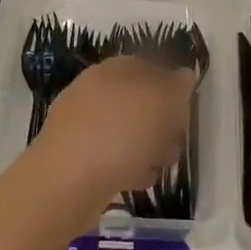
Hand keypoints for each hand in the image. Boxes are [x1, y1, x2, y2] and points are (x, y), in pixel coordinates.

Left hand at [32, 56, 197, 199]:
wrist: (65, 183)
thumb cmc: (118, 134)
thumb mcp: (159, 102)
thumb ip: (176, 87)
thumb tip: (184, 74)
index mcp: (108, 73)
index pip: (143, 66)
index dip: (168, 82)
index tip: (185, 105)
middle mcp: (90, 95)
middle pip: (135, 101)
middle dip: (162, 120)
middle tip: (177, 138)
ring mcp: (80, 128)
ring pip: (125, 131)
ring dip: (149, 146)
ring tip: (164, 164)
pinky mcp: (76, 160)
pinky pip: (111, 158)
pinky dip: (129, 166)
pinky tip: (142, 180)